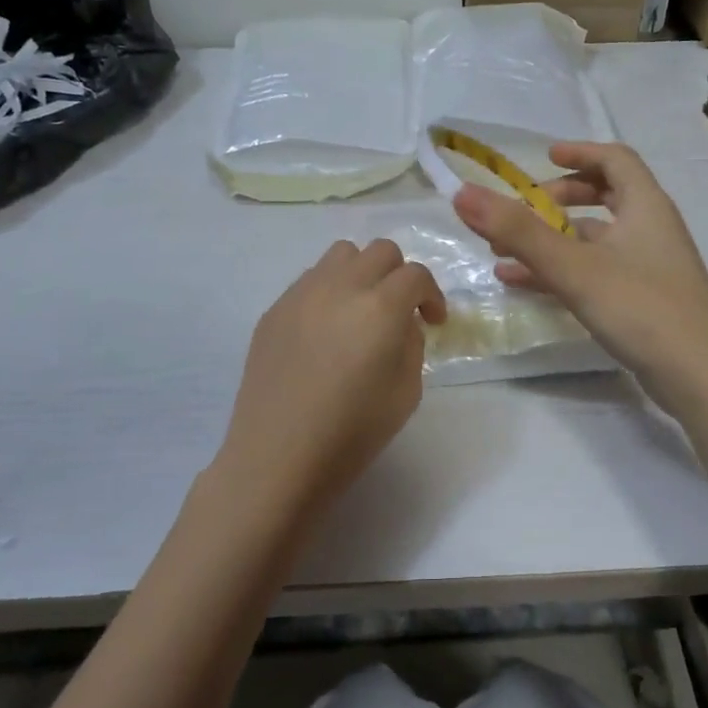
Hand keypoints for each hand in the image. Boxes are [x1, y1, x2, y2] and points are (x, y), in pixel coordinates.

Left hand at [215, 239, 444, 514]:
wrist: (277, 456)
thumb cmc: (351, 433)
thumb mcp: (406, 393)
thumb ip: (411, 344)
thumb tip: (401, 323)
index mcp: (380, 308)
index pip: (415, 275)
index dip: (431, 295)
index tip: (432, 321)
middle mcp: (341, 287)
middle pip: (380, 251)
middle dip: (399, 276)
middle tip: (399, 311)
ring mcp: (301, 294)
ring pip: (341, 254)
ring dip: (361, 273)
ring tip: (360, 310)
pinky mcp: (274, 309)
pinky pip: (310, 280)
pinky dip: (329, 291)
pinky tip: (325, 331)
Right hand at [453, 142, 707, 409]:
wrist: (702, 377)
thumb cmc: (642, 307)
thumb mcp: (573, 267)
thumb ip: (517, 232)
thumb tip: (463, 193)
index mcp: (645, 206)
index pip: (615, 159)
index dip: (579, 152)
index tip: (543, 158)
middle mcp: (650, 229)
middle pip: (605, 197)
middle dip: (559, 200)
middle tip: (522, 210)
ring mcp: (648, 267)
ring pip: (594, 240)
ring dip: (552, 240)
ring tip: (503, 252)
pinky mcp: (643, 301)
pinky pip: (595, 273)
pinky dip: (561, 272)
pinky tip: (522, 285)